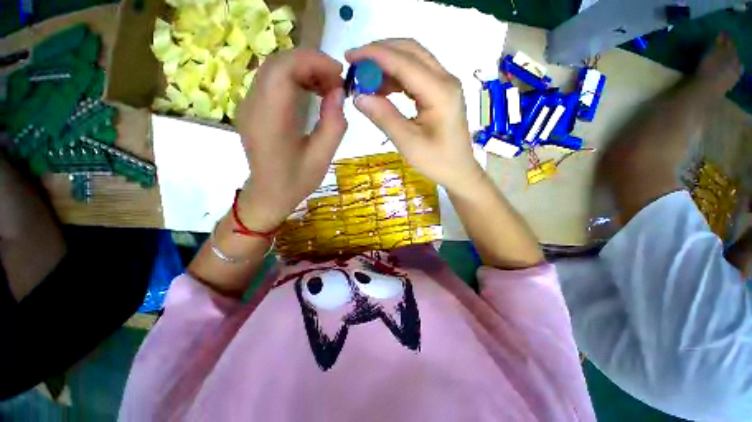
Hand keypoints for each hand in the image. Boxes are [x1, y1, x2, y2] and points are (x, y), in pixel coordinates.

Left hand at [235, 49, 345, 230]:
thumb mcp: (322, 157)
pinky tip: (311, 93)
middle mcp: (253, 105)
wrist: (269, 194)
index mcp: (270, 120)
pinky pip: (272, 82)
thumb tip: (338, 92)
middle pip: (278, 63)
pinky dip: (294, 79)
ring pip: (274, 69)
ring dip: (304, 70)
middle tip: (336, 82)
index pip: (283, 69)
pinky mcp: (252, 108)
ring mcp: (248, 105)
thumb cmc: (296, 180)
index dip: (313, 61)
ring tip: (327, 88)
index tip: (339, 75)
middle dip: (311, 64)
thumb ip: (333, 124)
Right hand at [346, 39, 483, 192]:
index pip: (403, 61)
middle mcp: (445, 79)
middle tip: (356, 66)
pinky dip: (396, 77)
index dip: (374, 55)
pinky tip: (383, 89)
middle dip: (380, 53)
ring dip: (388, 64)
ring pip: (413, 60)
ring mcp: (445, 84)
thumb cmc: (437, 162)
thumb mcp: (408, 143)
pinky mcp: (441, 92)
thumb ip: (384, 118)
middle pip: (410, 51)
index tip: (349, 57)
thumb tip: (358, 97)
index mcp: (440, 92)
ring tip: (366, 80)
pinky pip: (416, 75)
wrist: (459, 171)